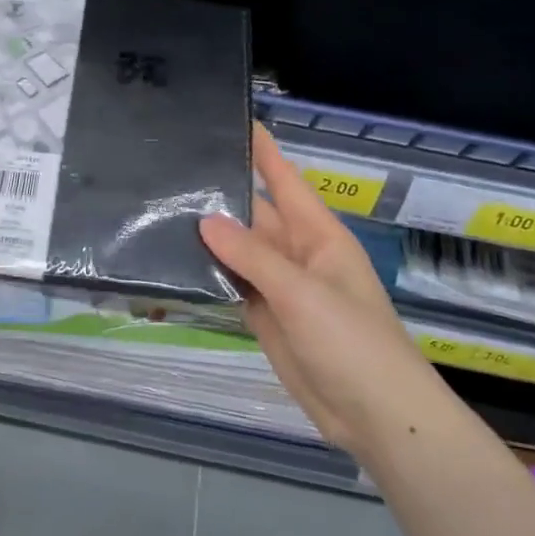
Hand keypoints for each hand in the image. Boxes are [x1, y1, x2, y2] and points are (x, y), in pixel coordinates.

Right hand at [200, 126, 439, 455]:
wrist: (375, 416)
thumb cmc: (352, 343)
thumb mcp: (303, 293)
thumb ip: (253, 255)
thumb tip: (205, 220)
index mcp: (318, 234)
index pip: (284, 179)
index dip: (261, 149)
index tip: (229, 119)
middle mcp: (296, 252)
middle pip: (254, 212)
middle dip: (219, 192)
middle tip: (170, 169)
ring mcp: (279, 286)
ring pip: (238, 249)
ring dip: (207, 235)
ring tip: (159, 208)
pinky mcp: (265, 315)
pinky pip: (233, 283)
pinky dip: (208, 273)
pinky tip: (174, 260)